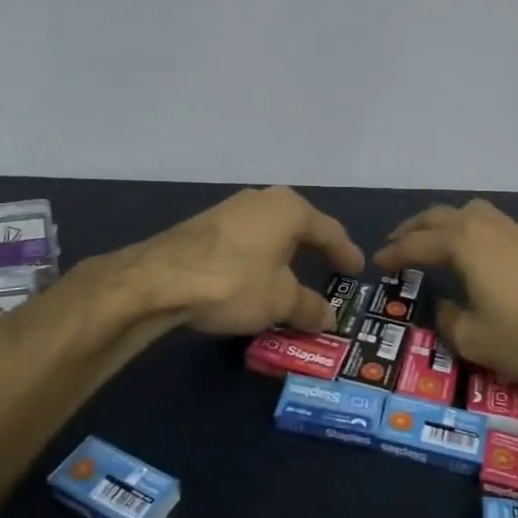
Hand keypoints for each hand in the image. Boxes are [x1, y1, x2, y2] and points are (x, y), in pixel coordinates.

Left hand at [134, 186, 364, 336]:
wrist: (160, 278)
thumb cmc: (235, 281)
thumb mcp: (280, 301)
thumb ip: (309, 307)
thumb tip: (328, 317)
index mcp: (290, 209)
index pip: (329, 231)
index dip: (346, 253)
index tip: (357, 270)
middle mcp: (262, 200)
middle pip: (298, 227)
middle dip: (313, 251)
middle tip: (329, 270)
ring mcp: (231, 210)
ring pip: (269, 234)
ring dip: (282, 257)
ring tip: (292, 279)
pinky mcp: (205, 226)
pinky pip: (246, 243)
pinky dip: (258, 261)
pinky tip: (254, 280)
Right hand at [375, 199, 517, 384]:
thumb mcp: (475, 340)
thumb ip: (448, 321)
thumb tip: (443, 307)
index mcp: (462, 243)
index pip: (416, 244)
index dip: (394, 253)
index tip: (377, 262)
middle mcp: (484, 225)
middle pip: (439, 216)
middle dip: (413, 228)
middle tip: (396, 243)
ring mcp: (513, 228)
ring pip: (468, 211)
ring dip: (443, 222)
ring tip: (433, 240)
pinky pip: (489, 221)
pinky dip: (468, 228)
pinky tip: (473, 251)